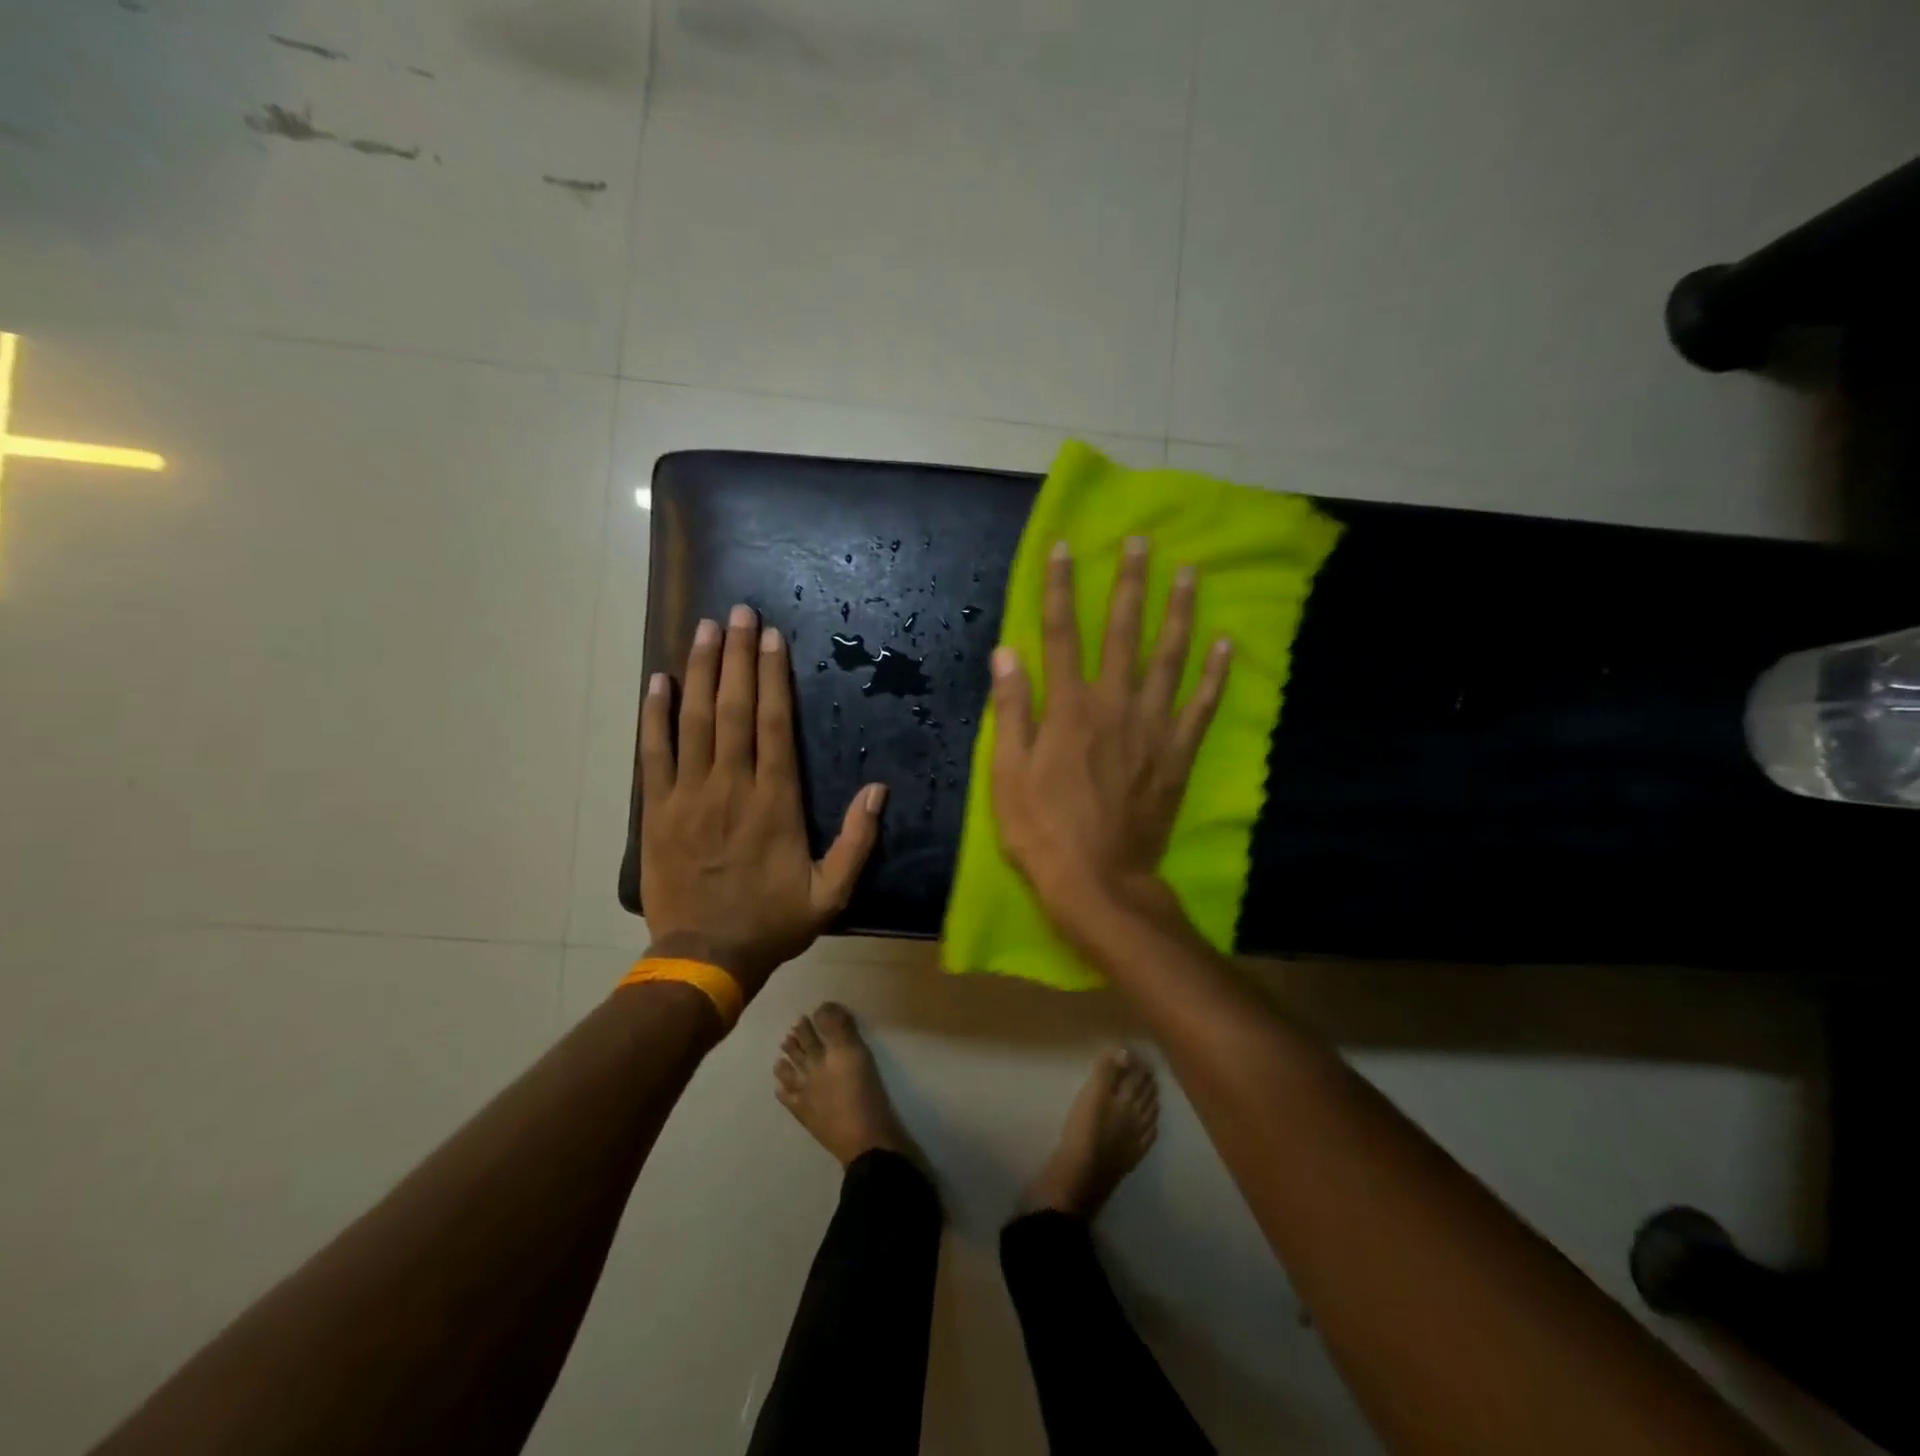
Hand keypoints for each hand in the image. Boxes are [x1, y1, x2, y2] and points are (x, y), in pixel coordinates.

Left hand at [640, 604, 887, 995]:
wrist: (705, 958)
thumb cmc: (772, 923)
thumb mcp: (832, 893)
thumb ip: (858, 841)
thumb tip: (878, 790)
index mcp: (775, 802)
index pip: (775, 724)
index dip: (773, 676)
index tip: (772, 637)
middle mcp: (731, 786)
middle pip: (734, 708)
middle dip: (737, 656)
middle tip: (738, 612)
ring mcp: (689, 795)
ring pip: (694, 721)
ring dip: (699, 671)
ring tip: (704, 629)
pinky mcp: (656, 810)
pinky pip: (653, 754)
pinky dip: (655, 716)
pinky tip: (659, 682)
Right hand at [989, 538, 1228, 943]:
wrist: (1098, 881)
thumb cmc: (1041, 829)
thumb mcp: (1007, 772)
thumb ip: (1012, 709)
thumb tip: (1008, 651)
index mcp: (1069, 707)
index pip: (1063, 632)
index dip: (1062, 587)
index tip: (1065, 546)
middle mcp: (1115, 704)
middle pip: (1124, 632)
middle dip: (1130, 583)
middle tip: (1142, 542)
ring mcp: (1153, 728)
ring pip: (1170, 658)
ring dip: (1179, 612)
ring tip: (1189, 573)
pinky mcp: (1178, 754)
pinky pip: (1201, 706)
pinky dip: (1215, 674)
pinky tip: (1226, 644)